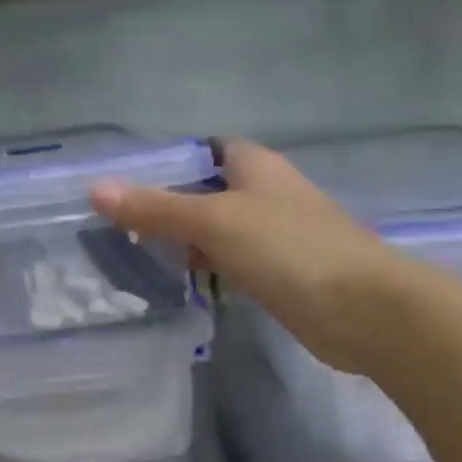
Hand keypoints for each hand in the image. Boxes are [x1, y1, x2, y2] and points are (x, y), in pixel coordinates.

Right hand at [89, 138, 422, 375]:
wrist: (367, 311)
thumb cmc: (289, 249)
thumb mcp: (214, 221)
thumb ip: (155, 208)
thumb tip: (94, 189)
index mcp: (254, 165)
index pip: (202, 150)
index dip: (165, 162)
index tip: (125, 183)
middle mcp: (265, 192)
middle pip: (205, 191)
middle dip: (165, 204)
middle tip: (117, 224)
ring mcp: (275, 234)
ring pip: (217, 228)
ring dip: (184, 238)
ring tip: (134, 252)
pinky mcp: (280, 272)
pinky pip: (232, 260)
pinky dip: (207, 265)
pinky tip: (180, 280)